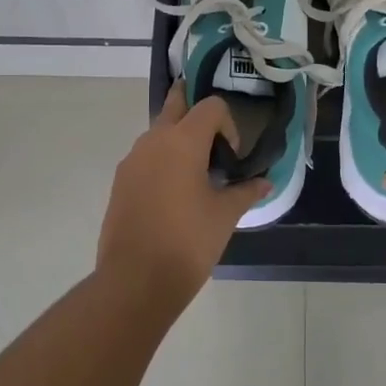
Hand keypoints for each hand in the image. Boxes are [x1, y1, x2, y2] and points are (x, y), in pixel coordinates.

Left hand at [97, 85, 268, 303]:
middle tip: (212, 131)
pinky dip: (161, 160)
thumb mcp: (225, 216)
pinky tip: (173, 192)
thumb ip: (246, 192)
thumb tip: (265, 182)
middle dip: (193, 107)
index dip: (228, 124)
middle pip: (175, 104)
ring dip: (177, 138)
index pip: (210, 107)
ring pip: (157, 132)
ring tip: (195, 171)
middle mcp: (153, 140)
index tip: (232, 156)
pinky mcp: (120, 181)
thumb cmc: (188, 242)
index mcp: (183, 140)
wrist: (135, 280)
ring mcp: (132, 160)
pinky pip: (145, 156)